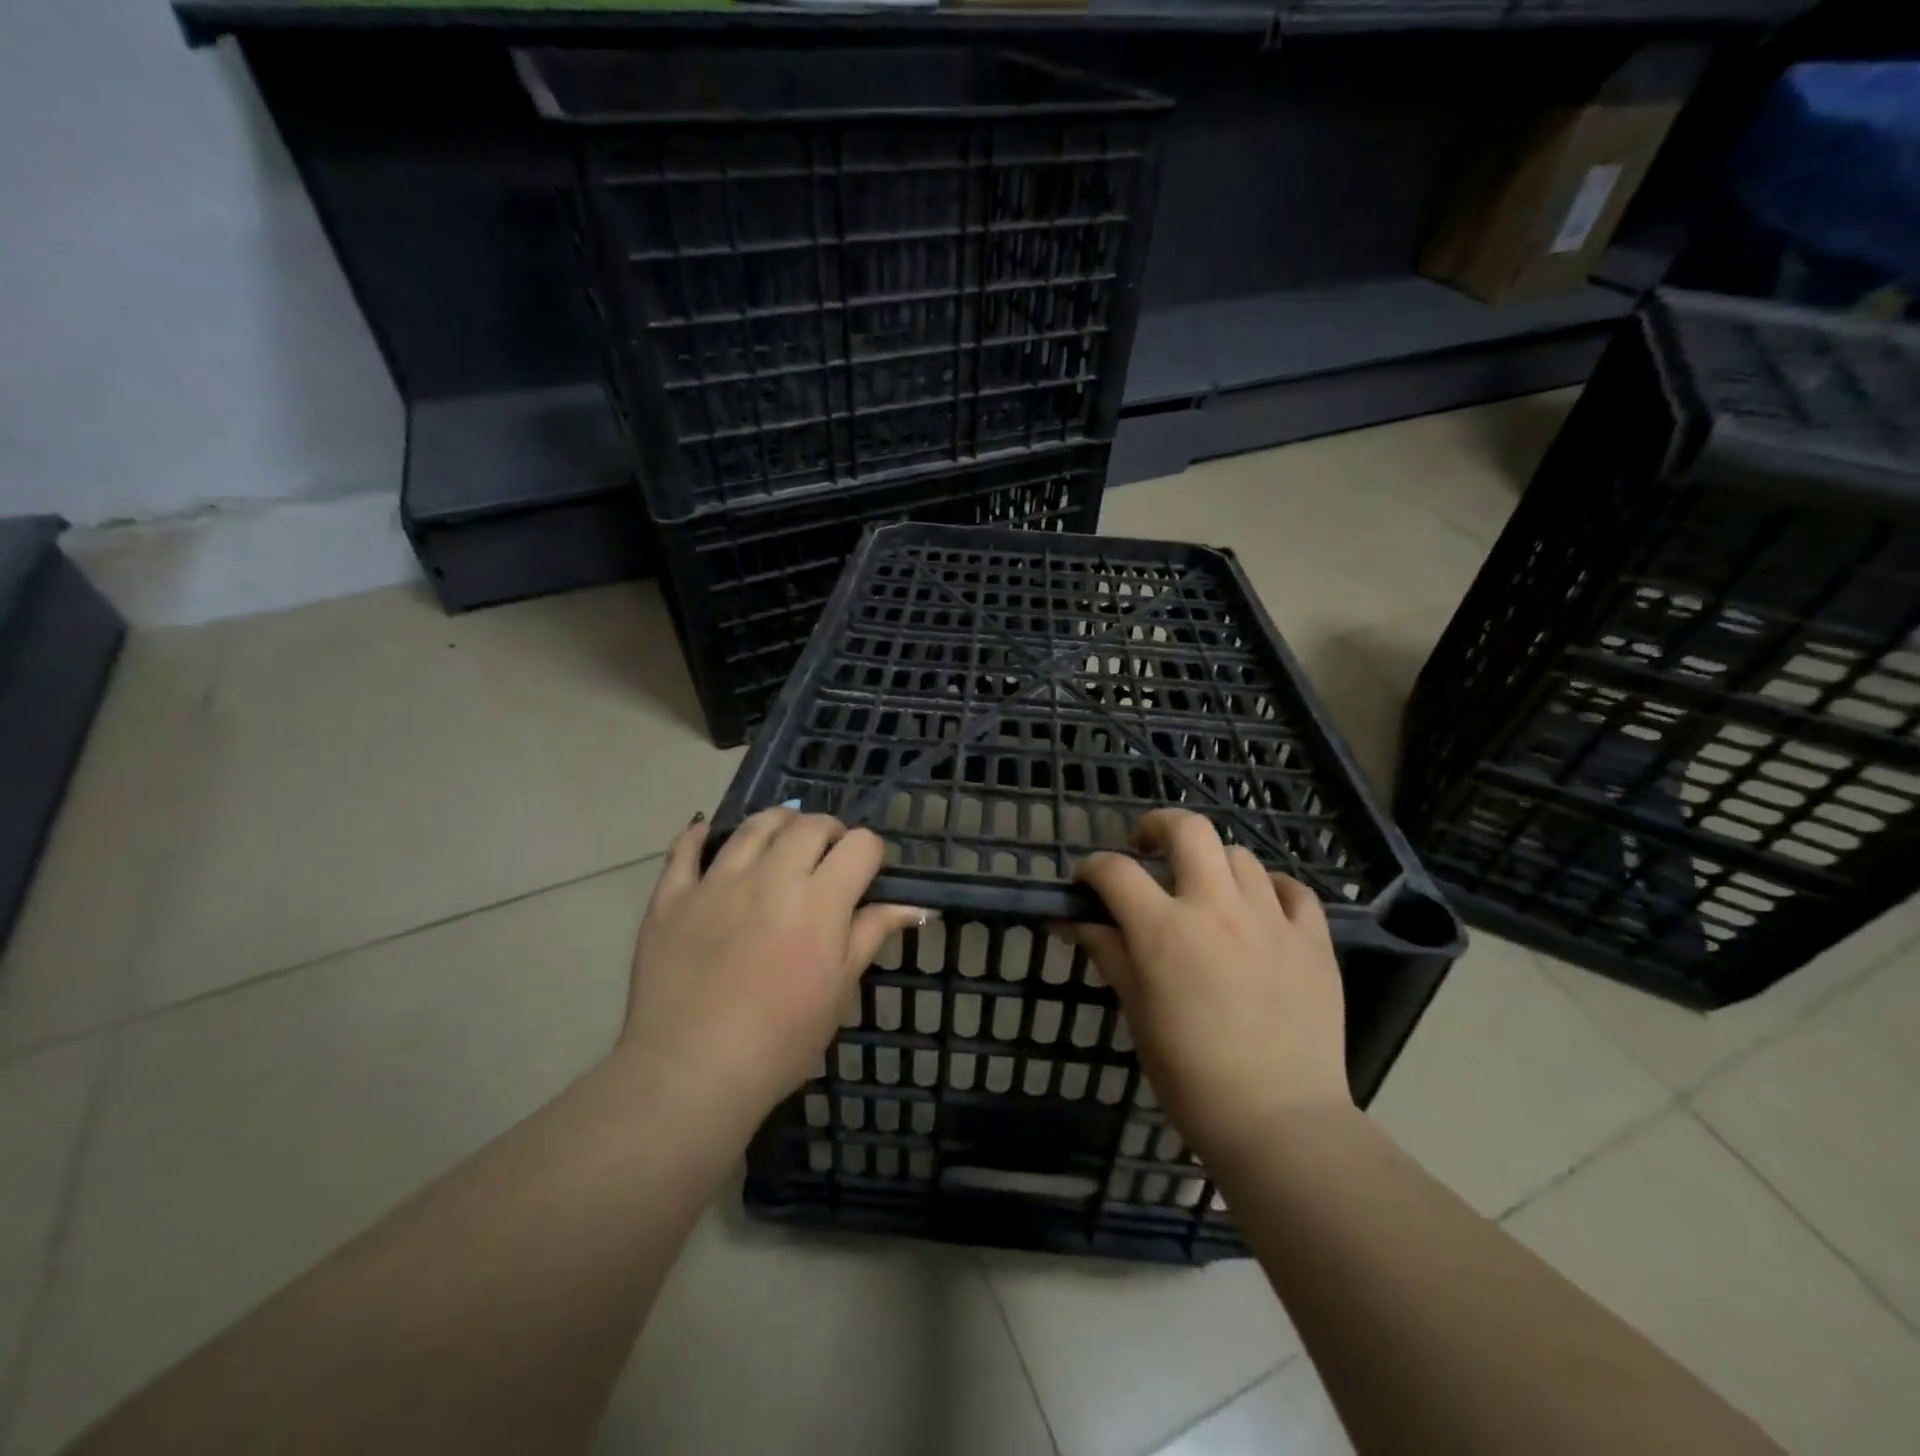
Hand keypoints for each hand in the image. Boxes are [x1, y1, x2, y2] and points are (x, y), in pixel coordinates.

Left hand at [619, 809, 923, 1124]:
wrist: (691, 1072)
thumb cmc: (781, 1039)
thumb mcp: (839, 989)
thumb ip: (872, 934)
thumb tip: (916, 907)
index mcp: (819, 899)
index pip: (860, 845)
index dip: (870, 853)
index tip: (866, 875)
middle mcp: (771, 875)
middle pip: (809, 824)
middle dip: (829, 832)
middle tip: (827, 859)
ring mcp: (717, 881)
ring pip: (754, 825)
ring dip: (778, 824)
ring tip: (781, 843)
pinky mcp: (672, 897)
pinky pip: (685, 850)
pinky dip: (699, 836)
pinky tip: (707, 836)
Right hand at [1067, 809, 1350, 1162]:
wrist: (1280, 1122)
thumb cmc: (1191, 1076)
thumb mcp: (1137, 1012)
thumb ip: (1109, 954)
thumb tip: (1075, 921)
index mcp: (1165, 930)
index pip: (1115, 870)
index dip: (1091, 869)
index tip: (1086, 884)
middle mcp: (1217, 908)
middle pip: (1188, 829)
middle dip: (1158, 826)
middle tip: (1147, 848)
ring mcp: (1271, 919)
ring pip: (1239, 855)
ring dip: (1212, 863)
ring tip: (1205, 890)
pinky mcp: (1313, 940)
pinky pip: (1292, 890)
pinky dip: (1270, 889)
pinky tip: (1260, 910)